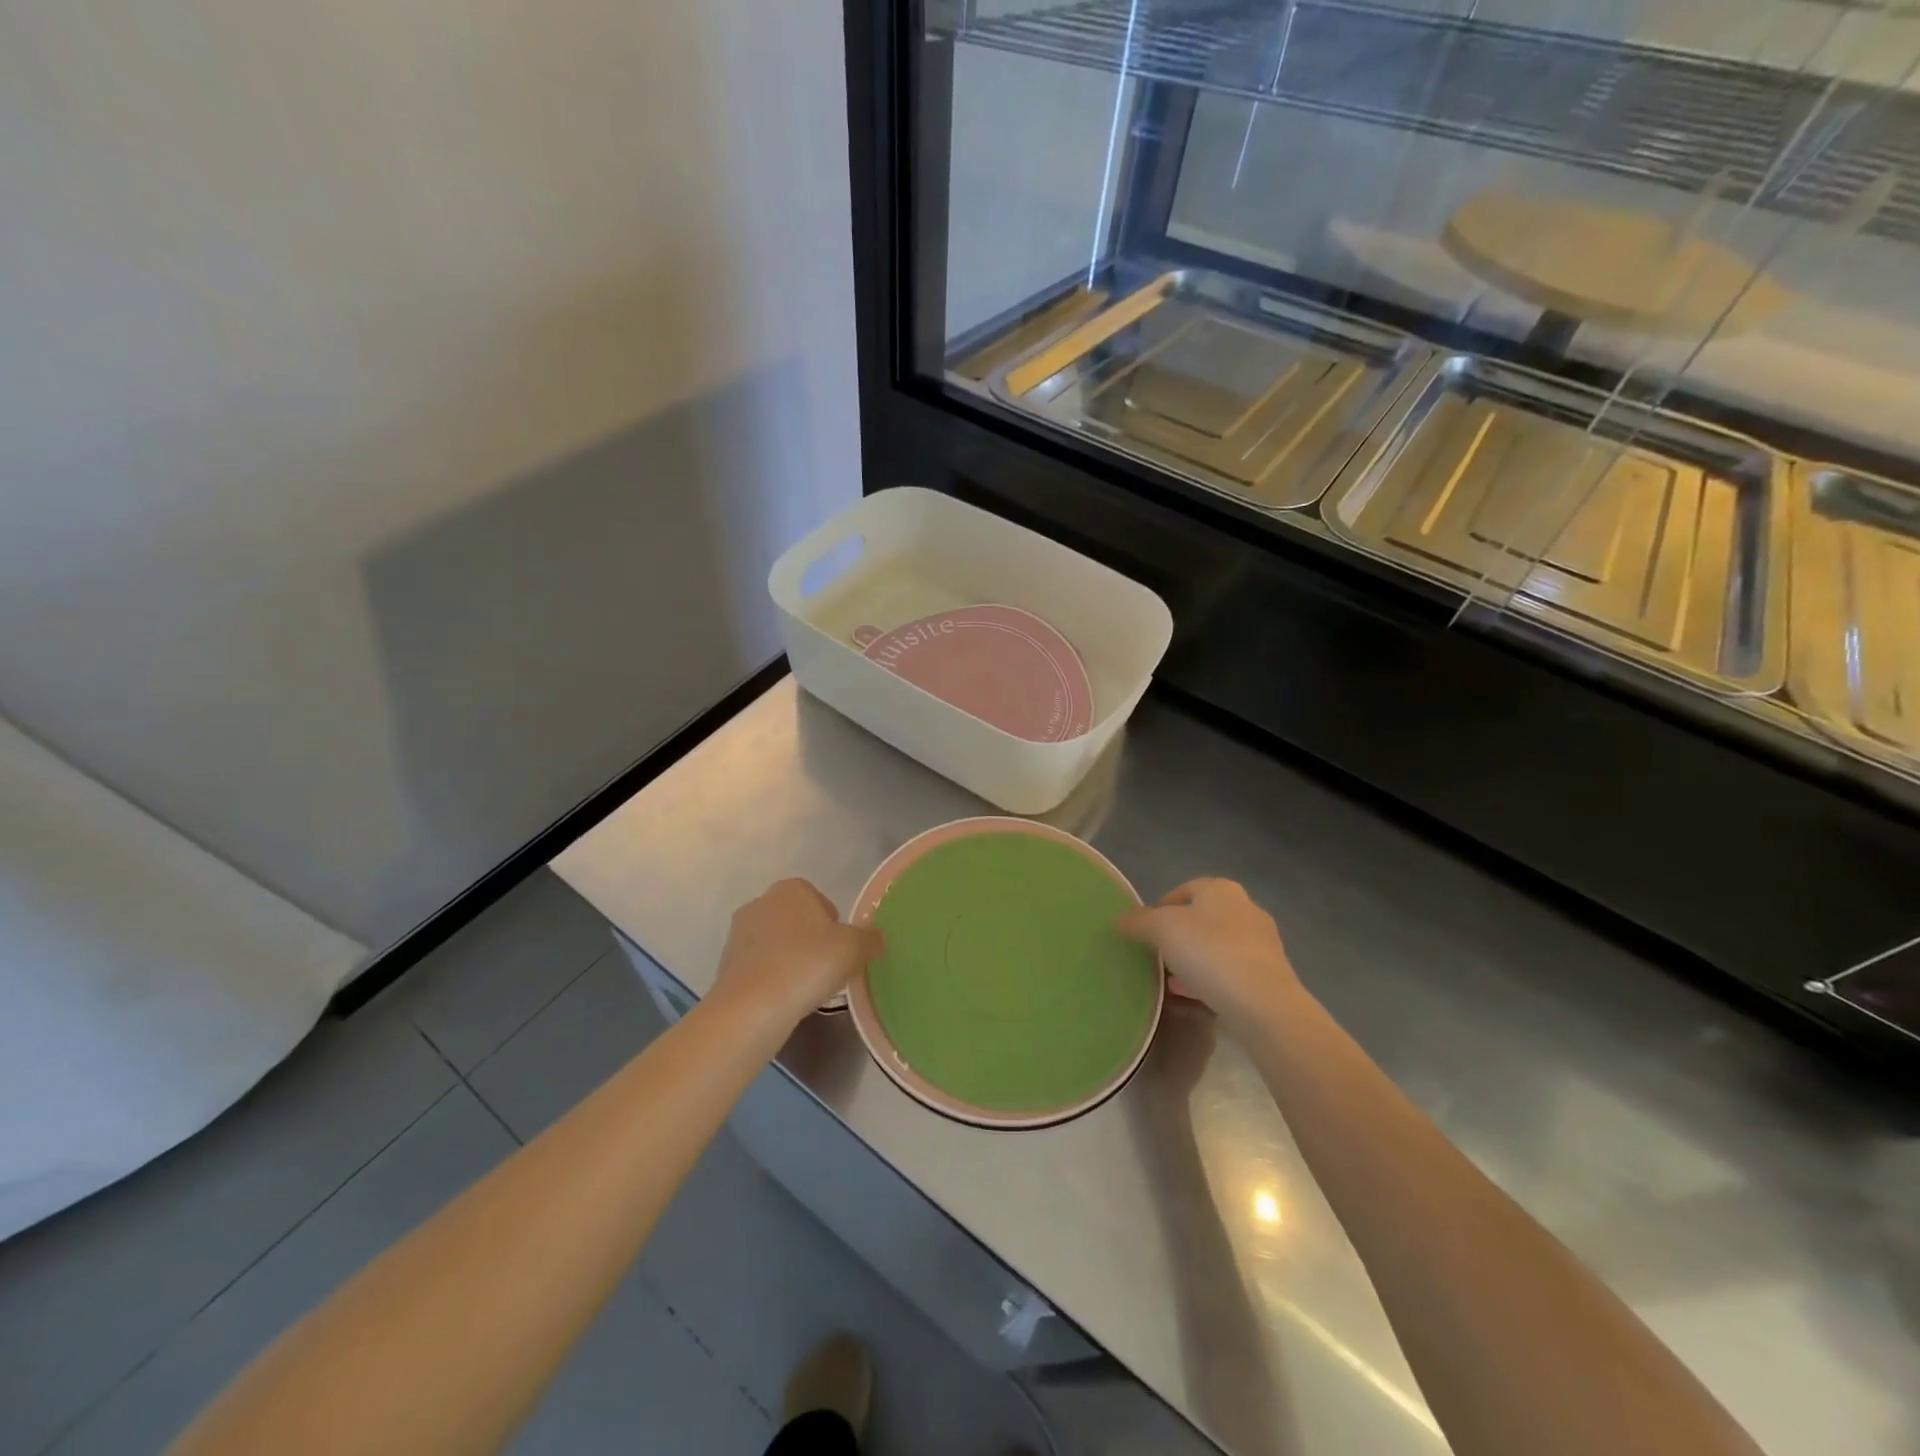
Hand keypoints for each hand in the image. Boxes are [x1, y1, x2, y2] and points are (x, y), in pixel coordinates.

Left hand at [711, 879, 882, 1030]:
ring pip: (776, 944)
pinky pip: (759, 967)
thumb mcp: (854, 949)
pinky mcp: (724, 965)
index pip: (818, 899)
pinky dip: (772, 979)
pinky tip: (784, 1000)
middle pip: (796, 920)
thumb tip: (877, 939)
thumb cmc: (808, 964)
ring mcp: (738, 934)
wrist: (752, 1007)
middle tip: (828, 969)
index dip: (834, 924)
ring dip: (790, 960)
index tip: (842, 949)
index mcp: (791, 889)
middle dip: (811, 941)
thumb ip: (870, 940)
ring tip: (806, 989)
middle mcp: (760, 903)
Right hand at [1119, 878, 1304, 1035]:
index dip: (1161, 906)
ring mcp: (1261, 944)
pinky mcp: (1268, 976)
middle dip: (1178, 934)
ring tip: (1169, 978)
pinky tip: (1191, 995)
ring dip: (1193, 958)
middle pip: (1202, 918)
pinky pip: (1230, 972)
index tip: (1144, 928)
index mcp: (1222, 890)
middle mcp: (1246, 909)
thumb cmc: (1209, 951)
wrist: (1262, 1004)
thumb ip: (1139, 921)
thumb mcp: (1161, 929)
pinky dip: (1209, 979)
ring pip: (1217, 946)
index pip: (1185, 889)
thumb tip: (1121, 919)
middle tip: (1156, 953)